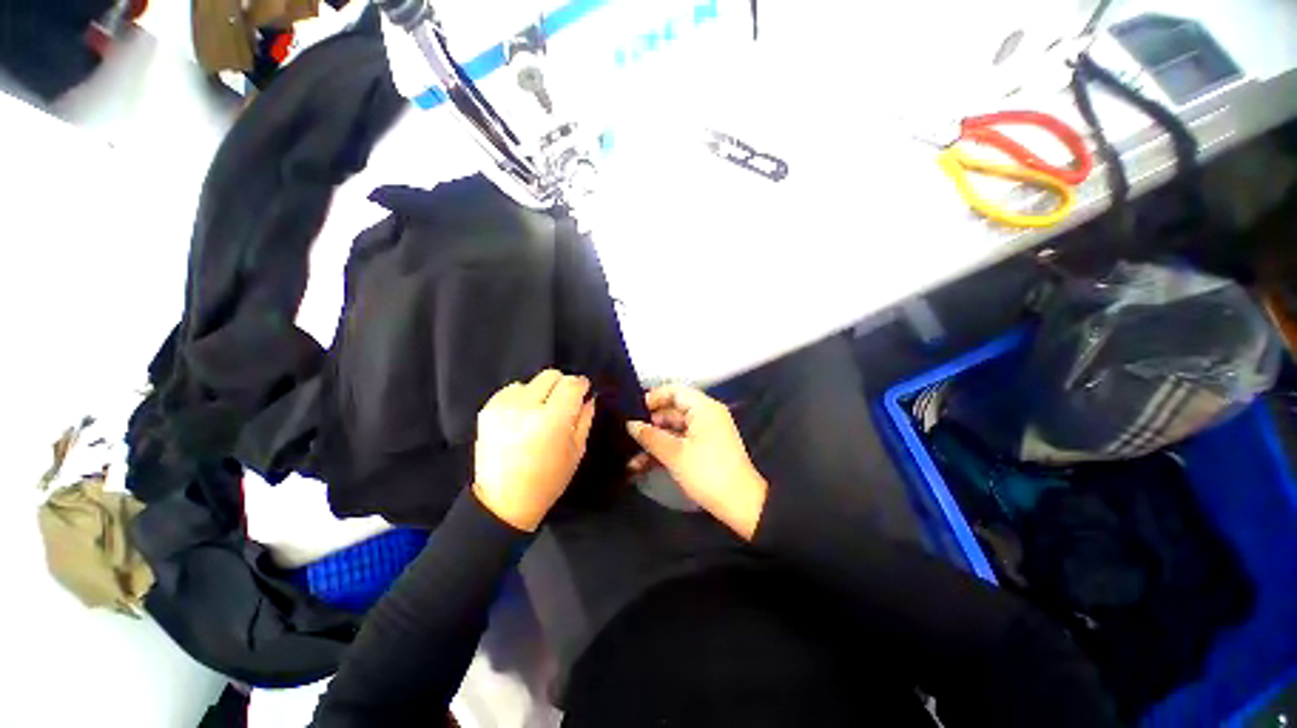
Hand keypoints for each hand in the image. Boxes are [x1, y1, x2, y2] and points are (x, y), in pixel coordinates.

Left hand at [472, 370, 595, 531]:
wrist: (503, 502)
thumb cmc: (548, 480)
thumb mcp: (576, 451)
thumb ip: (585, 418)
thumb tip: (588, 397)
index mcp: (553, 420)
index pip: (571, 383)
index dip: (581, 385)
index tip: (583, 393)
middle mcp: (526, 407)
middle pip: (551, 375)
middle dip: (561, 386)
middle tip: (562, 405)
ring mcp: (503, 407)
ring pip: (531, 381)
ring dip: (540, 392)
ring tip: (538, 413)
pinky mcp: (487, 410)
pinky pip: (511, 390)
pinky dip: (521, 398)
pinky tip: (521, 417)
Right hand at [626, 384, 767, 539]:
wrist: (740, 505)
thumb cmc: (708, 472)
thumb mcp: (675, 454)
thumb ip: (650, 437)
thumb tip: (630, 424)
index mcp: (704, 408)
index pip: (674, 391)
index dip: (653, 397)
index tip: (632, 410)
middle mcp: (706, 416)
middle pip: (672, 410)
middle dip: (650, 423)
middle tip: (627, 433)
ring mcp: (705, 433)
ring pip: (673, 429)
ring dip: (654, 440)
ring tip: (629, 452)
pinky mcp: (704, 449)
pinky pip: (680, 442)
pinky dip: (664, 450)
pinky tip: (641, 465)